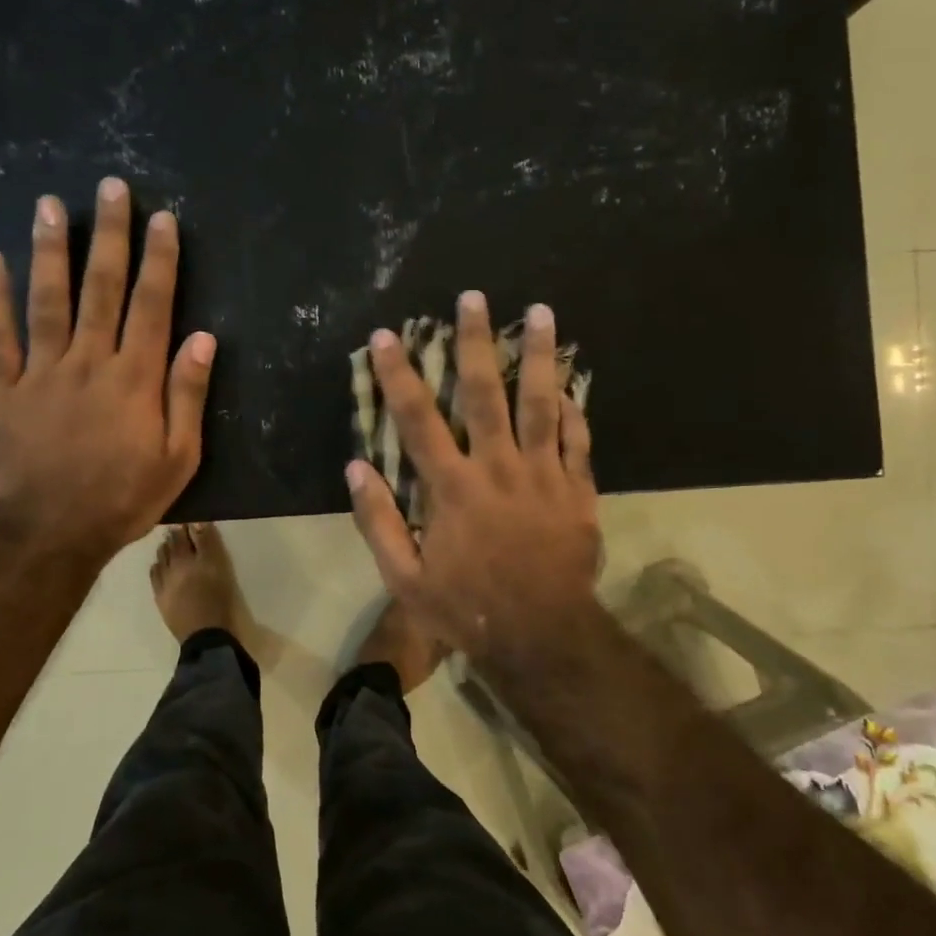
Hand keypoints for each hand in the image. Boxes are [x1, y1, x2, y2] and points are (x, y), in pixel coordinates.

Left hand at [0, 177, 214, 565]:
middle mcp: (89, 361)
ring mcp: (41, 371)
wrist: (51, 532)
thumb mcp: (179, 457)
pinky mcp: (2, 389)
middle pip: (102, 288)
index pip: (152, 305)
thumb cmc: (124, 497)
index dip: (160, 259)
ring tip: (50, 204)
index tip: (162, 218)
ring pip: (47, 299)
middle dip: (109, 235)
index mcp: (135, 378)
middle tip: (109, 187)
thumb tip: (203, 338)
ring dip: (50, 249)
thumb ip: (188, 395)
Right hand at [346, 291, 600, 672]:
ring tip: (542, 312)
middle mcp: (498, 469)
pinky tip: (572, 384)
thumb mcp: (405, 578)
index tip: (388, 336)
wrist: (541, 638)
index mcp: (452, 488)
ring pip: (542, 404)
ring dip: (538, 356)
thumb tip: (357, 468)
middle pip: (485, 393)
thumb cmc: (466, 609)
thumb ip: (379, 521)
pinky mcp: (577, 491)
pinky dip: (575, 410)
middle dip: (476, 342)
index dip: (399, 374)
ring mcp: (543, 476)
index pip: (418, 419)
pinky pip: (577, 441)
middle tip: (473, 298)